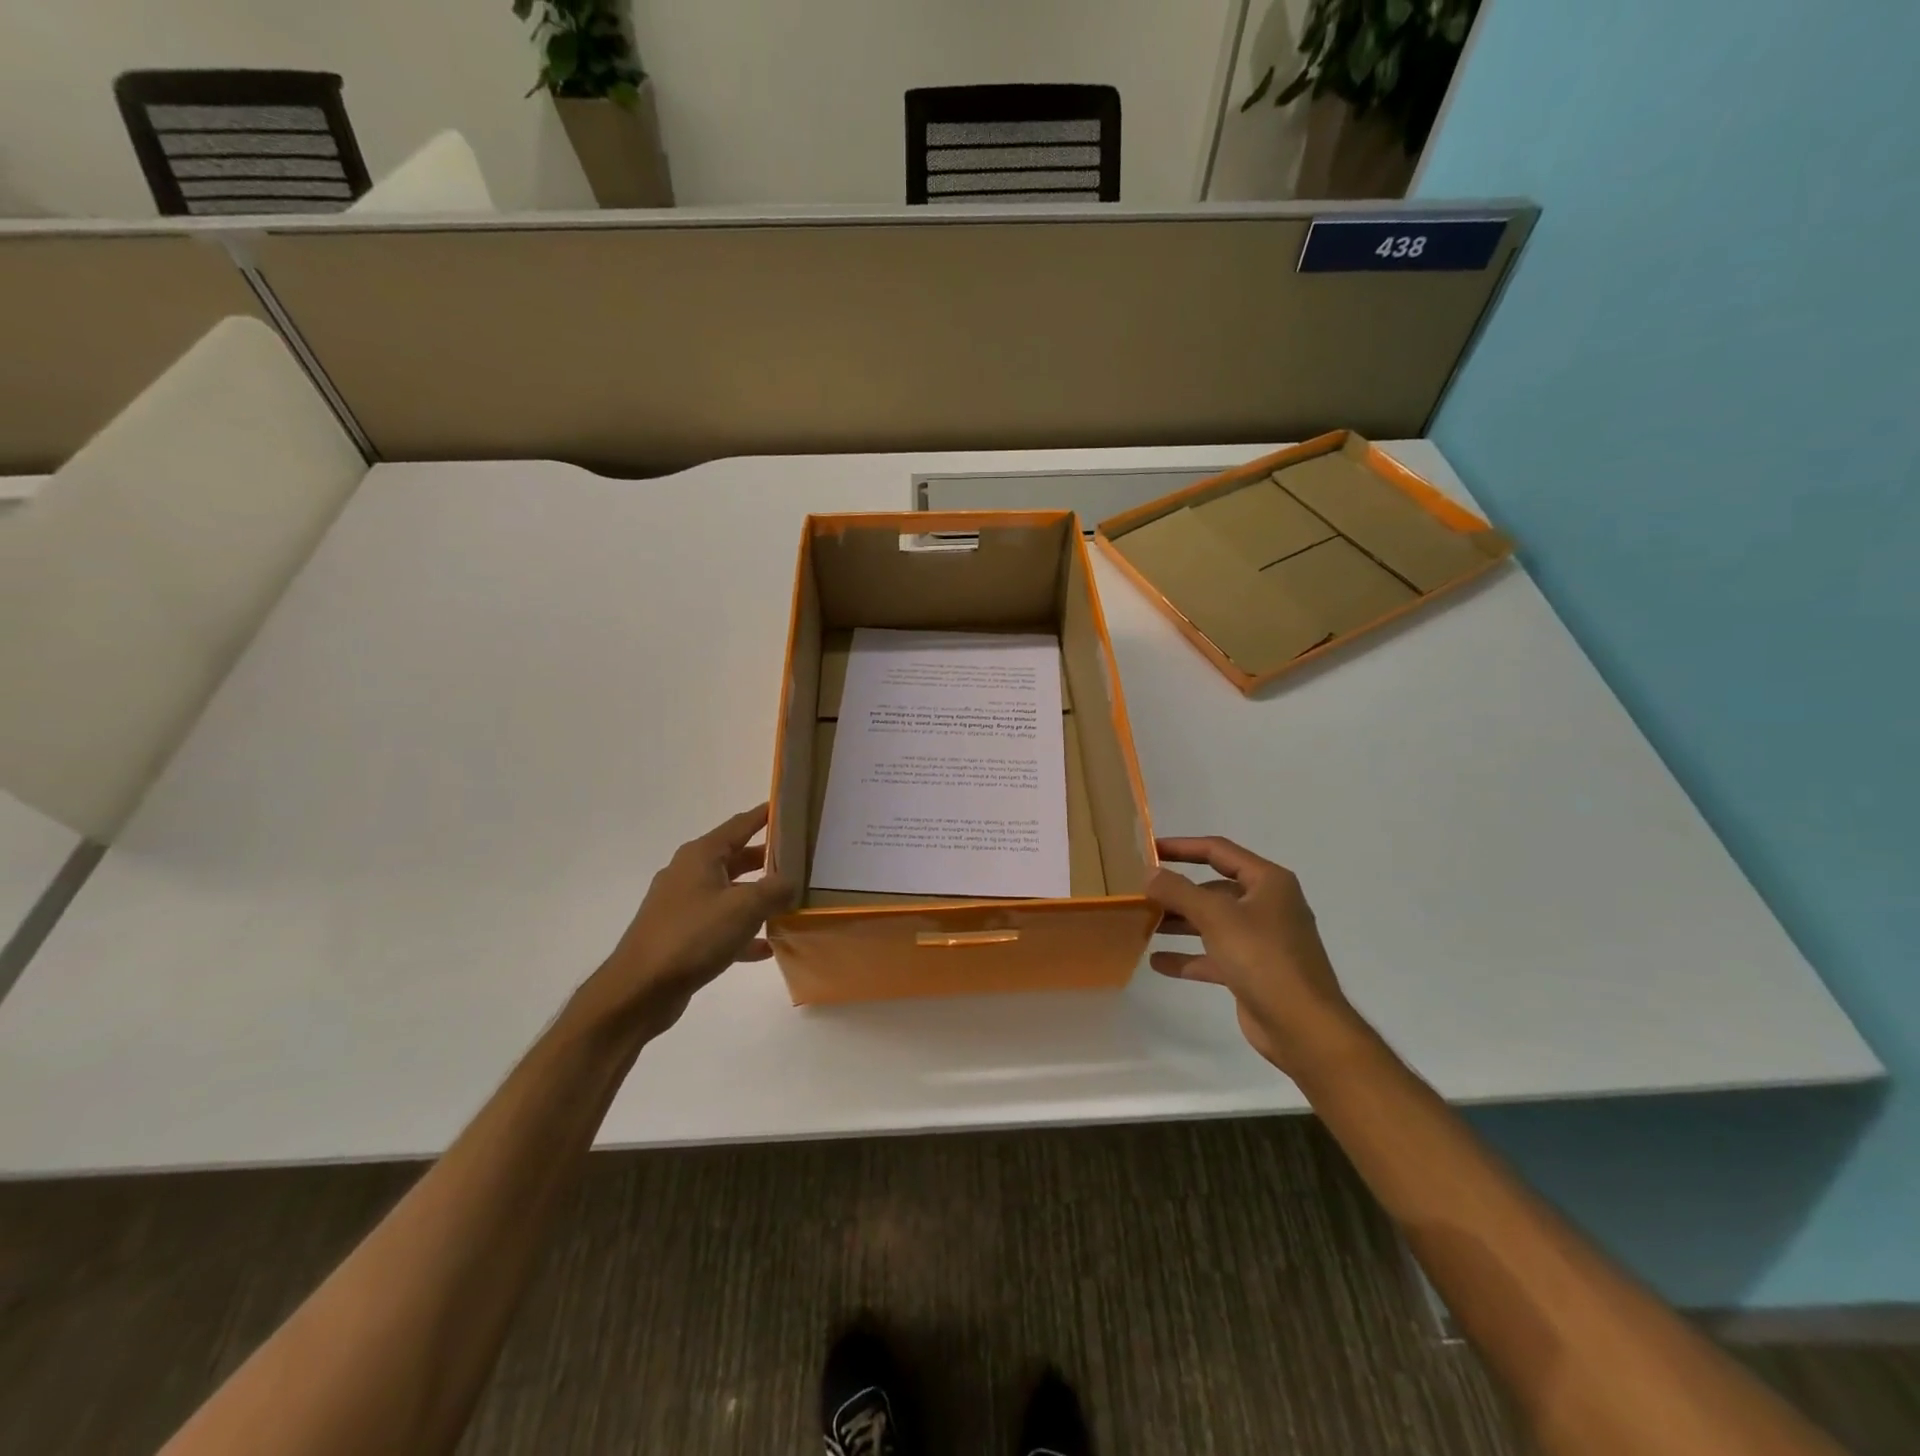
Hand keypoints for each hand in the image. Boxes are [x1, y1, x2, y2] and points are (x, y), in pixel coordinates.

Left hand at [593, 805, 797, 1030]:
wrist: (639, 990)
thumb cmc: (692, 936)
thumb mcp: (744, 907)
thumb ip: (776, 889)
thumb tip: (792, 881)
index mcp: (701, 856)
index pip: (740, 825)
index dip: (765, 815)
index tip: (791, 808)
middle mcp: (689, 874)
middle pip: (736, 858)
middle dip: (768, 859)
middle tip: (802, 859)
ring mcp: (683, 906)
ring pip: (729, 893)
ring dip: (758, 898)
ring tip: (791, 902)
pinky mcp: (681, 936)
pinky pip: (720, 926)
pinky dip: (743, 932)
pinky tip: (766, 947)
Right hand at [1146, 836, 1358, 1074]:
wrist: (1304, 1027)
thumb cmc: (1263, 958)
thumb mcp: (1216, 917)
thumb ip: (1178, 891)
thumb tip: (1149, 873)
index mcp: (1268, 882)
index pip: (1218, 850)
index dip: (1182, 847)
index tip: (1148, 849)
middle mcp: (1267, 905)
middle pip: (1213, 888)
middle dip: (1177, 891)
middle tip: (1140, 892)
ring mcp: (1261, 940)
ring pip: (1212, 922)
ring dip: (1179, 923)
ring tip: (1142, 924)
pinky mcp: (1253, 971)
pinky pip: (1213, 956)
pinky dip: (1188, 957)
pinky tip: (1157, 962)